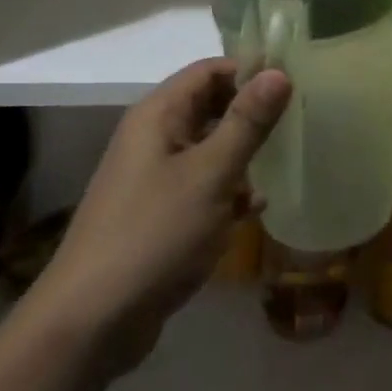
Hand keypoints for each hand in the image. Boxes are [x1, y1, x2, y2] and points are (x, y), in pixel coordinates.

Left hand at [27, 59, 290, 373]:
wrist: (92, 320)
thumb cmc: (155, 234)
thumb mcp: (210, 175)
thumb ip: (246, 123)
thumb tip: (278, 72)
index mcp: (158, 115)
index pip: (209, 70)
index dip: (250, 70)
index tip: (295, 82)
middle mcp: (153, 138)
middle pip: (209, 106)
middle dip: (251, 112)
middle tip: (299, 120)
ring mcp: (154, 178)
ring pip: (208, 148)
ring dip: (243, 154)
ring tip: (287, 161)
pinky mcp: (159, 214)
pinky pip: (201, 187)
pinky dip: (228, 191)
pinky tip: (256, 208)